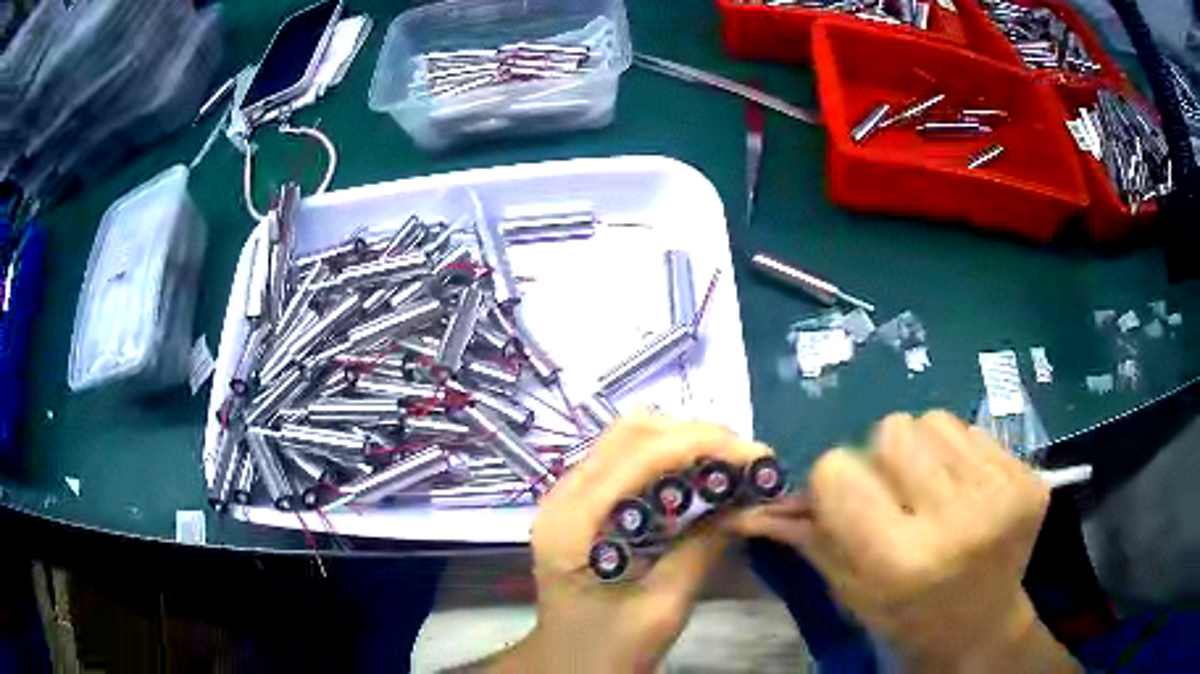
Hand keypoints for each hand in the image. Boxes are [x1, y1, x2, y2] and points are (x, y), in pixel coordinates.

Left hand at [480, 414, 771, 673]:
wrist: (566, 666)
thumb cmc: (607, 649)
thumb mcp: (660, 609)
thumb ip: (699, 550)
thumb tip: (745, 503)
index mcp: (572, 521)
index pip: (640, 453)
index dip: (704, 444)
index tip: (759, 457)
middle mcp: (563, 494)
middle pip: (633, 432)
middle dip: (698, 436)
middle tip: (749, 461)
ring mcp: (570, 496)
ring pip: (630, 438)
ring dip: (685, 442)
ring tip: (732, 465)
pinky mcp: (584, 505)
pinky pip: (629, 461)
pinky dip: (670, 459)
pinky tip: (701, 479)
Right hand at [734, 411, 1076, 671]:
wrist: (983, 626)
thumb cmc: (907, 618)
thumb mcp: (850, 591)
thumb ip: (811, 539)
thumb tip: (754, 506)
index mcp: (901, 560)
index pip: (837, 470)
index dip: (832, 482)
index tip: (844, 501)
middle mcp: (955, 520)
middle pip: (890, 430)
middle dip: (881, 460)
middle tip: (896, 498)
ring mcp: (1000, 492)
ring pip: (933, 419)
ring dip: (922, 450)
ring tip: (933, 492)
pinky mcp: (1027, 475)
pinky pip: (972, 429)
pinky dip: (958, 454)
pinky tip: (966, 492)